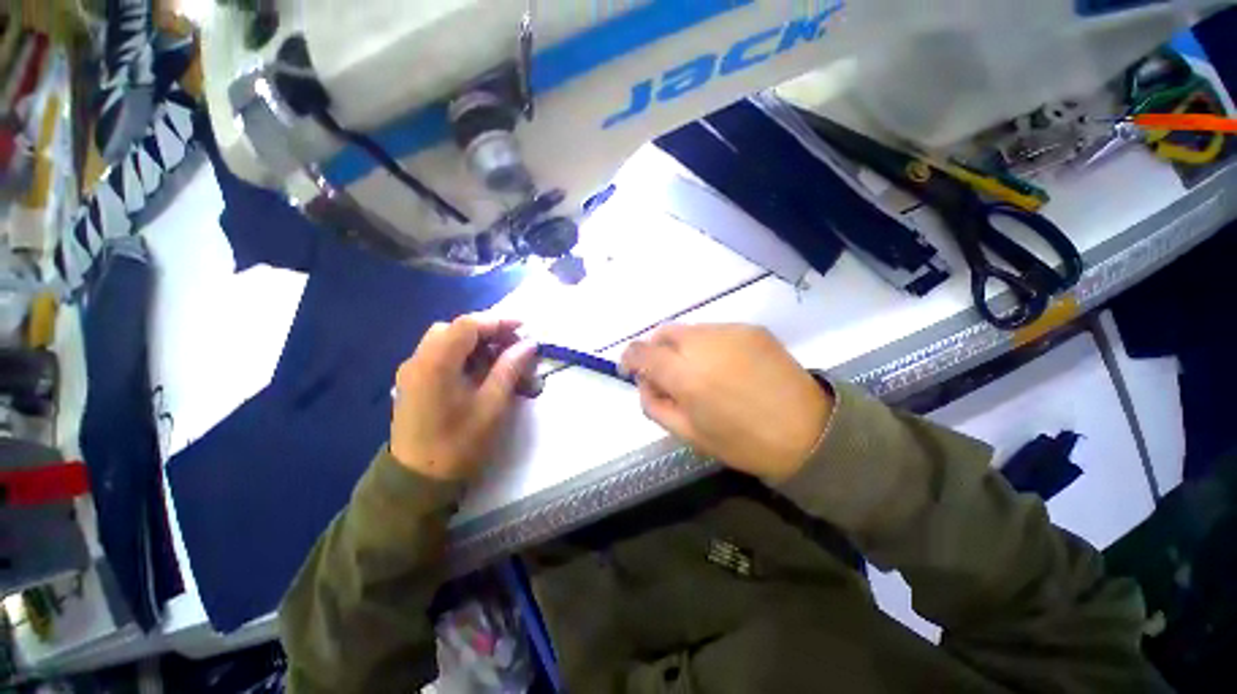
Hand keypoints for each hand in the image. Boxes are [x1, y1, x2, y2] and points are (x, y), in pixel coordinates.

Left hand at [390, 314, 537, 480]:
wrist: (418, 480)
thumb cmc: (459, 443)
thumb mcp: (492, 405)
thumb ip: (510, 369)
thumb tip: (528, 344)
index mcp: (436, 363)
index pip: (468, 325)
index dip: (498, 321)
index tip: (524, 329)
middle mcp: (418, 359)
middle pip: (455, 329)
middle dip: (488, 332)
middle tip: (512, 346)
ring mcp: (412, 370)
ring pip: (447, 340)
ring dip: (475, 343)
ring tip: (500, 359)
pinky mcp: (413, 381)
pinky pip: (440, 355)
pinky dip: (463, 355)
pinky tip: (479, 372)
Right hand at [620, 324, 832, 482]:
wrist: (809, 432)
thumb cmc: (743, 442)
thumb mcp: (689, 434)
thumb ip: (655, 404)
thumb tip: (645, 381)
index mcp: (686, 375)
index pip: (643, 352)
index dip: (630, 358)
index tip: (632, 370)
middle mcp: (705, 344)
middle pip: (664, 332)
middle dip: (656, 350)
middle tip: (666, 374)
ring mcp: (731, 332)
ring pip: (689, 330)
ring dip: (682, 347)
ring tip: (699, 372)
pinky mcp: (752, 328)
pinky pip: (715, 331)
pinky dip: (707, 345)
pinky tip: (724, 366)